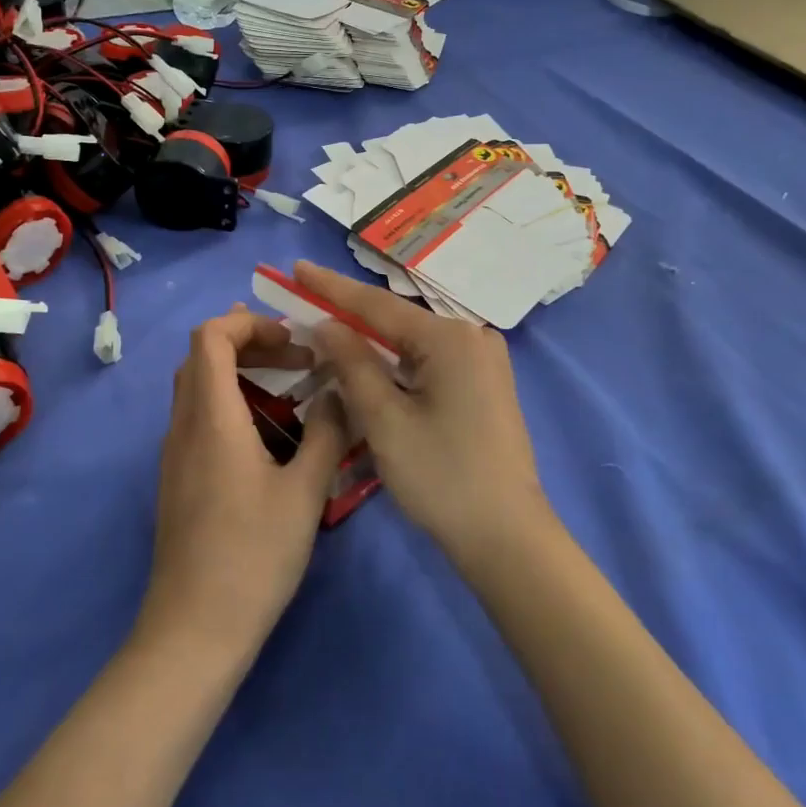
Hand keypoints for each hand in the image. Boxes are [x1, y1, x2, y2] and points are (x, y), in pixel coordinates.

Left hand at [137, 306, 347, 661]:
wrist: (193, 632)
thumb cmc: (253, 556)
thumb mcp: (305, 493)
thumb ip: (327, 433)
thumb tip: (337, 394)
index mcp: (212, 417)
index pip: (210, 335)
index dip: (249, 323)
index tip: (292, 342)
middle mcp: (184, 425)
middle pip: (201, 354)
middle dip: (250, 342)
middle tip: (296, 359)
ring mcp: (175, 452)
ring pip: (197, 384)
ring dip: (240, 372)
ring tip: (288, 388)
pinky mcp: (177, 477)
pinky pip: (198, 414)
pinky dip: (230, 401)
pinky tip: (267, 434)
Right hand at [294, 262, 548, 564]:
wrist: (508, 538)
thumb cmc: (442, 478)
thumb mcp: (386, 421)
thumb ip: (353, 365)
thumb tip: (327, 325)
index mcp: (450, 338)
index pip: (378, 305)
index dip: (331, 287)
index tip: (297, 268)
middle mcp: (472, 336)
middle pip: (397, 320)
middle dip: (350, 316)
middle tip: (305, 302)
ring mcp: (484, 359)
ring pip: (413, 342)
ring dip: (373, 342)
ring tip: (328, 331)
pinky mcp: (486, 382)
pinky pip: (431, 360)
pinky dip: (398, 362)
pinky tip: (371, 365)